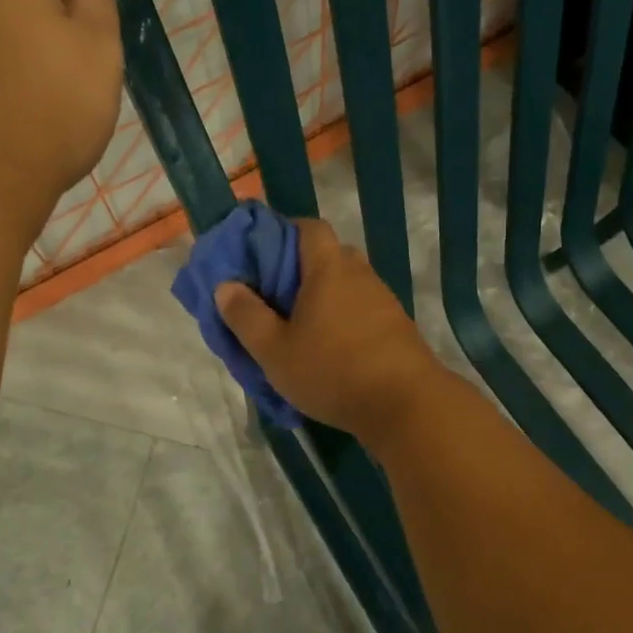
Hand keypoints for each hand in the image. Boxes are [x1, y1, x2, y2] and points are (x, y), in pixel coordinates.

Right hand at [214, 219, 443, 441]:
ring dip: (322, 299)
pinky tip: (329, 350)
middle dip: (298, 271)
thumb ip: (246, 316)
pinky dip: (342, 319)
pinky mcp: (396, 326)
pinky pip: (361, 310)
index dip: (283, 233)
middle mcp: (359, 273)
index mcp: (329, 267)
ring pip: (345, 285)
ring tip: (298, 329)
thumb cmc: (333, 371)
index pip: (309, 227)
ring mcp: (382, 299)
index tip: (261, 256)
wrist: (407, 405)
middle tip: (273, 299)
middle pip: (326, 256)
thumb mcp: (274, 350)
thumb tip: (226, 286)